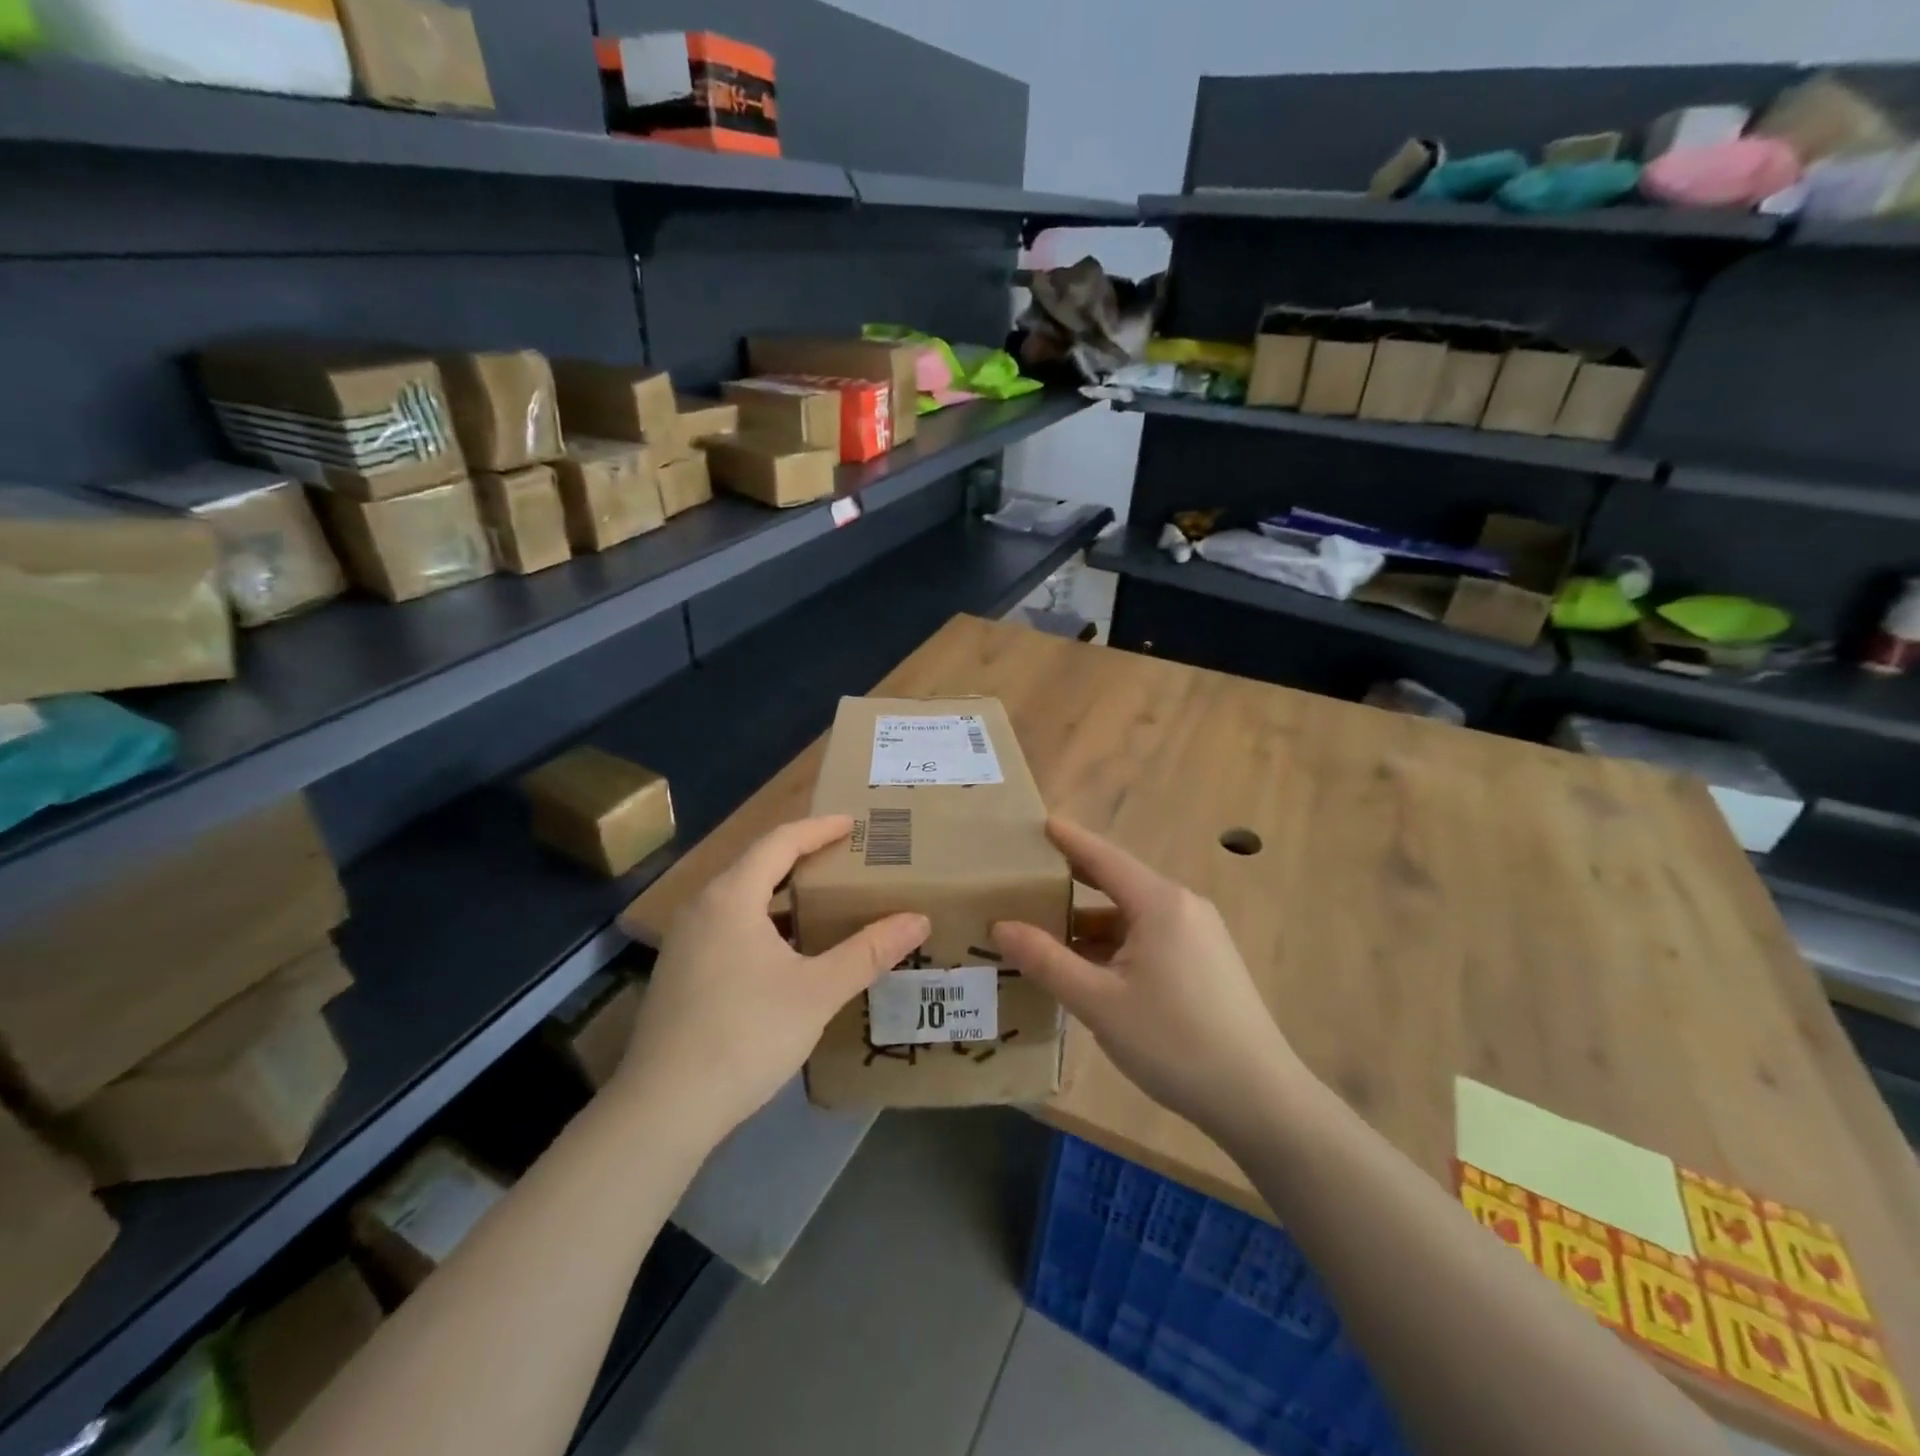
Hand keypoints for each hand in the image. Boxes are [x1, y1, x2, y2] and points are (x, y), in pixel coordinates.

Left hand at [620, 816, 929, 1140]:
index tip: (853, 823)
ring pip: (741, 900)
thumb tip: (918, 919)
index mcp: (731, 897)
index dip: (818, 828)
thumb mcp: (818, 991)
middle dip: (802, 857)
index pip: (779, 842)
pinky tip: (788, 954)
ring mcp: (685, 942)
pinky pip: (729, 927)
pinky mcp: (680, 974)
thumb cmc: (745, 1034)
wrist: (662, 1109)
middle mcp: (701, 908)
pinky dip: (764, 924)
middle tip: (845, 859)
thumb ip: (869, 952)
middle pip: (757, 865)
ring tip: (823, 902)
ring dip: (782, 894)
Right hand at [991, 818, 1303, 1137]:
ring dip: (1091, 922)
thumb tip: (1000, 926)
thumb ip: (1046, 960)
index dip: (1069, 839)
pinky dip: (1115, 944)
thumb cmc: (1174, 1042)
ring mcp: (1200, 935)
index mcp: (1160, 903)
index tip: (1038, 822)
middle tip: (1028, 878)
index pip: (1103, 857)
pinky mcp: (1206, 963)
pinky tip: (1089, 968)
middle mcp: (1183, 907)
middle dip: (1073, 881)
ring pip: (1133, 916)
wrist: (1259, 1099)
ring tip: (1045, 932)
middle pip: (1118, 883)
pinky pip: (1150, 938)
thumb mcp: (1099, 1002)